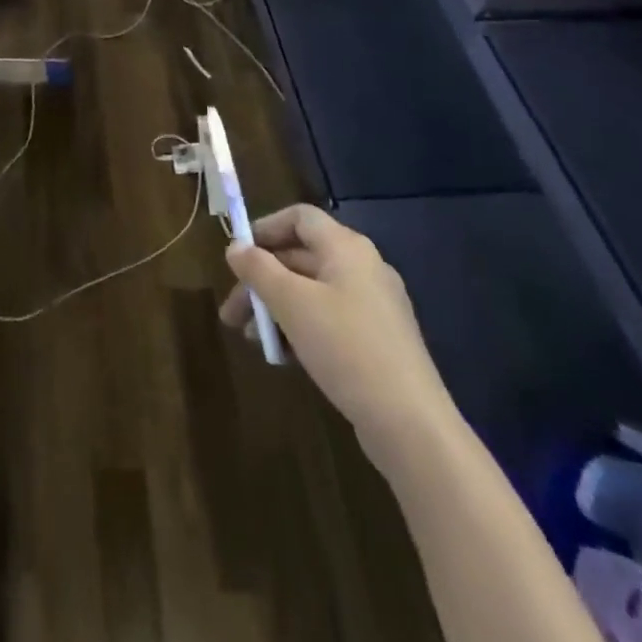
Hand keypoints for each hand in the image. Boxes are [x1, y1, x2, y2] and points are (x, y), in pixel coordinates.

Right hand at [221, 204, 457, 471]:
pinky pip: (329, 320)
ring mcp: (373, 306)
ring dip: (276, 308)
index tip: (236, 256)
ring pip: (311, 292)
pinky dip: (300, 328)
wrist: (411, 424)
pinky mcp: (377, 341)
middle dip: (261, 281)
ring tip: (251, 339)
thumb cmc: (346, 348)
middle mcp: (363, 268)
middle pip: (300, 257)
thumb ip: (258, 269)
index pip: (299, 217)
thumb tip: (234, 246)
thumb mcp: (291, 303)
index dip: (264, 229)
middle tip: (231, 312)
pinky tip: (283, 356)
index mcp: (347, 248)